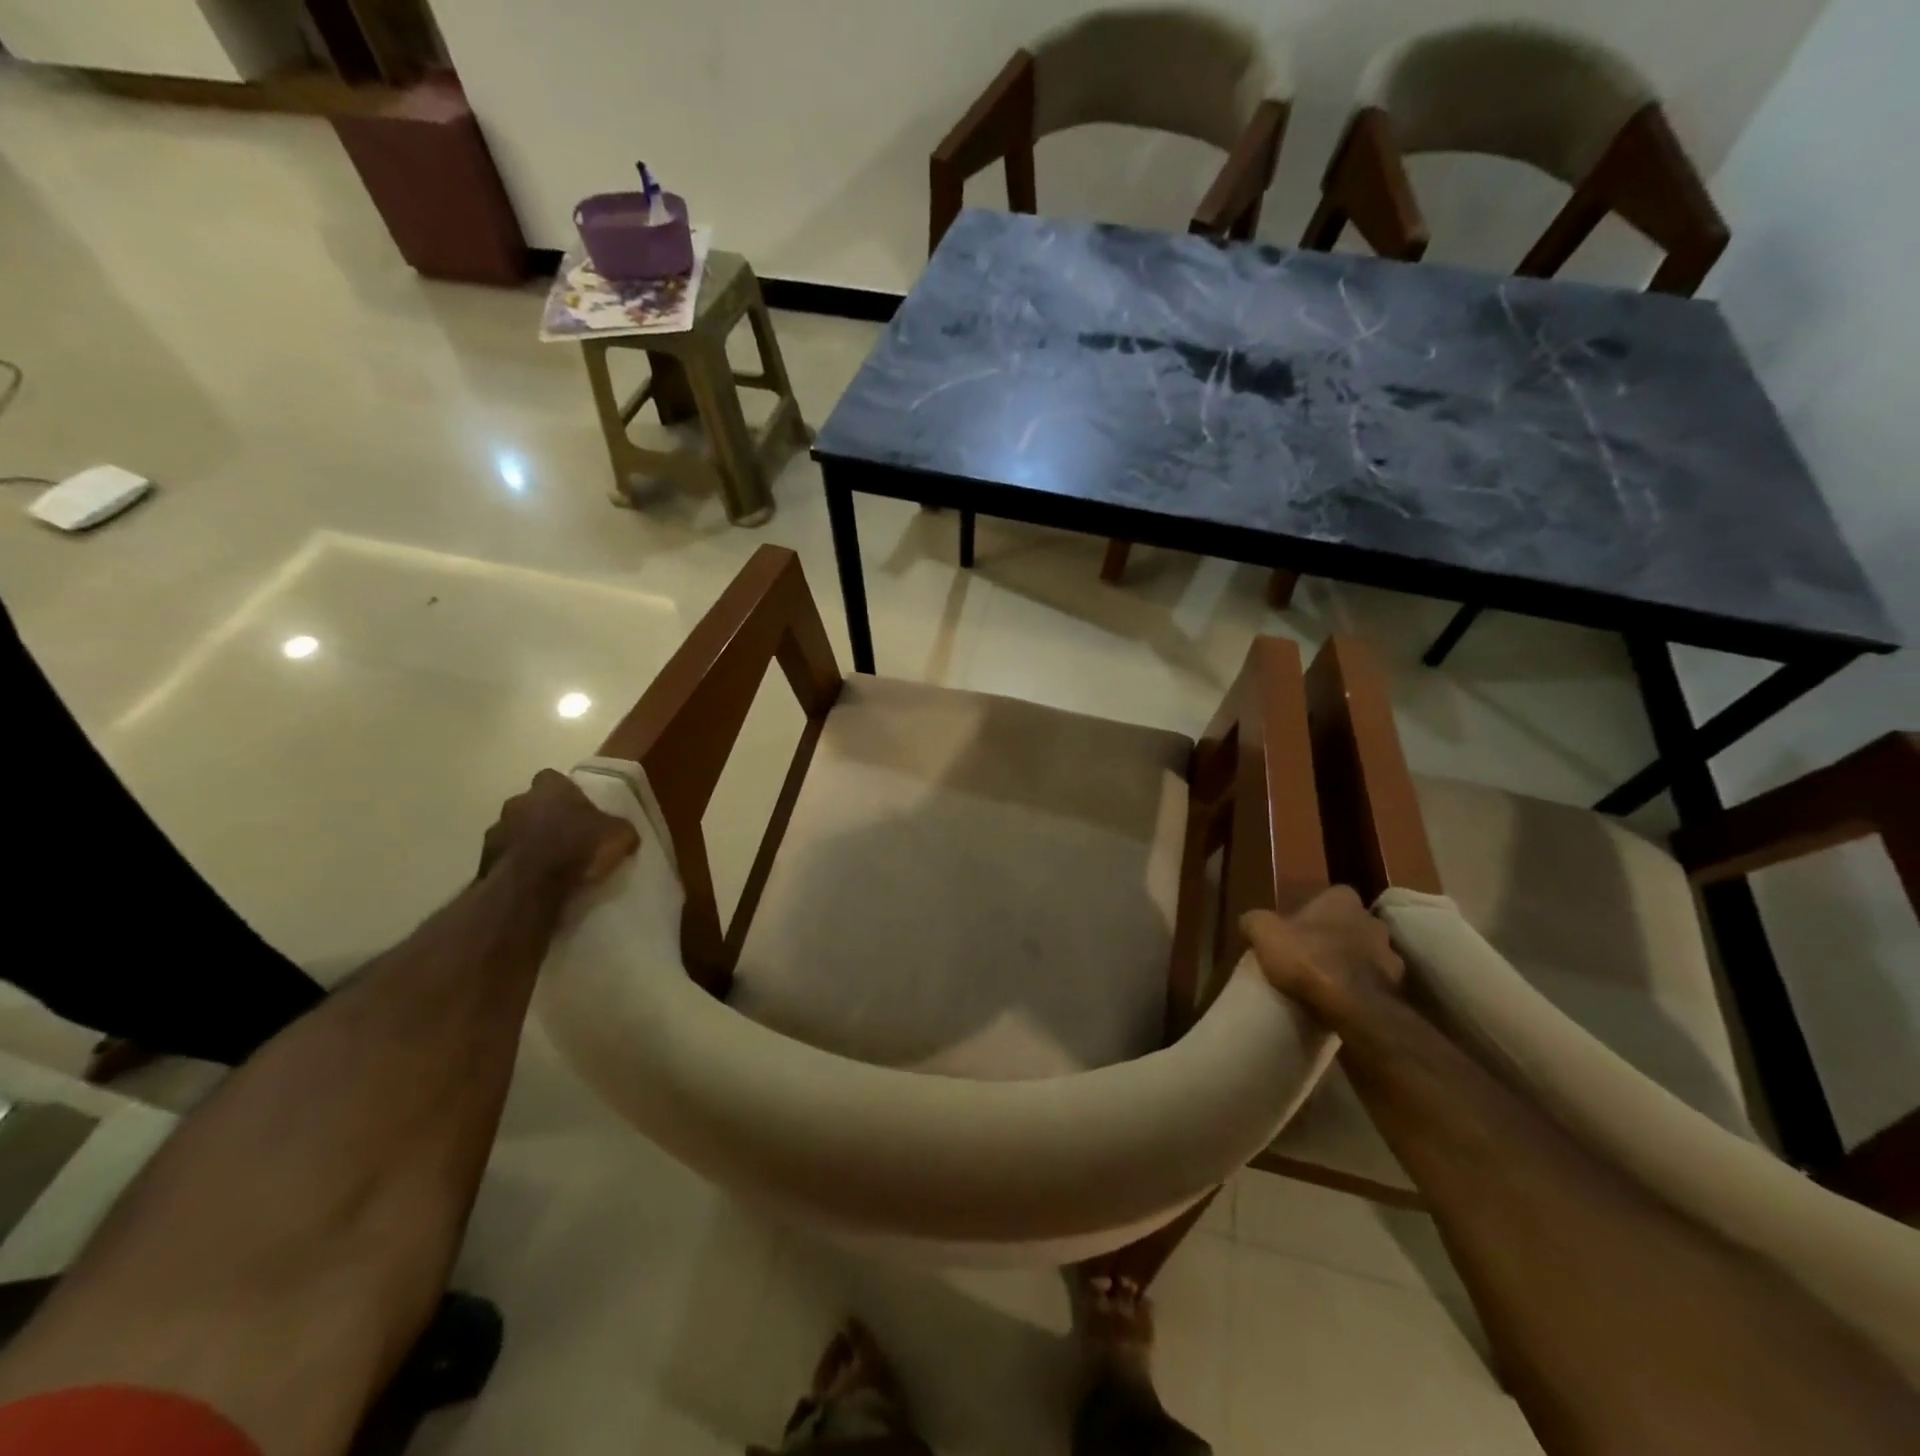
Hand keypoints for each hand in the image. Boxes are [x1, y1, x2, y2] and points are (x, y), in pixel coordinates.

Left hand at [480, 770, 639, 891]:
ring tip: (549, 862)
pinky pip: (505, 857)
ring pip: (514, 830)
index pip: (553, 778)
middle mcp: (518, 801)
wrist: (530, 885)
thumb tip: (626, 834)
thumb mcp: (619, 836)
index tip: (577, 808)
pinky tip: (534, 879)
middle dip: (544, 816)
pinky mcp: (484, 860)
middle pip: (531, 803)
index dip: (565, 792)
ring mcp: (496, 830)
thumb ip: (620, 829)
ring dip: (527, 841)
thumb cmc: (578, 847)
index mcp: (550, 788)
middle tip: (565, 836)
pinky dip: (517, 865)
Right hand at [1241, 887, 1402, 1021]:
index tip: (1297, 927)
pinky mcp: (1397, 987)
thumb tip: (1249, 922)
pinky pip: (1375, 982)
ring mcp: (1390, 954)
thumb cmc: (1308, 958)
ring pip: (1366, 953)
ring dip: (1351, 962)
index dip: (1314, 910)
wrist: (1353, 1006)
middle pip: (1350, 924)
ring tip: (1326, 981)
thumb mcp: (1264, 933)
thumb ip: (1254, 921)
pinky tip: (1341, 1000)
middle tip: (1310, 953)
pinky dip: (1360, 988)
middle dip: (1335, 935)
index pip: (1331, 895)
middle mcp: (1372, 920)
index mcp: (1342, 900)